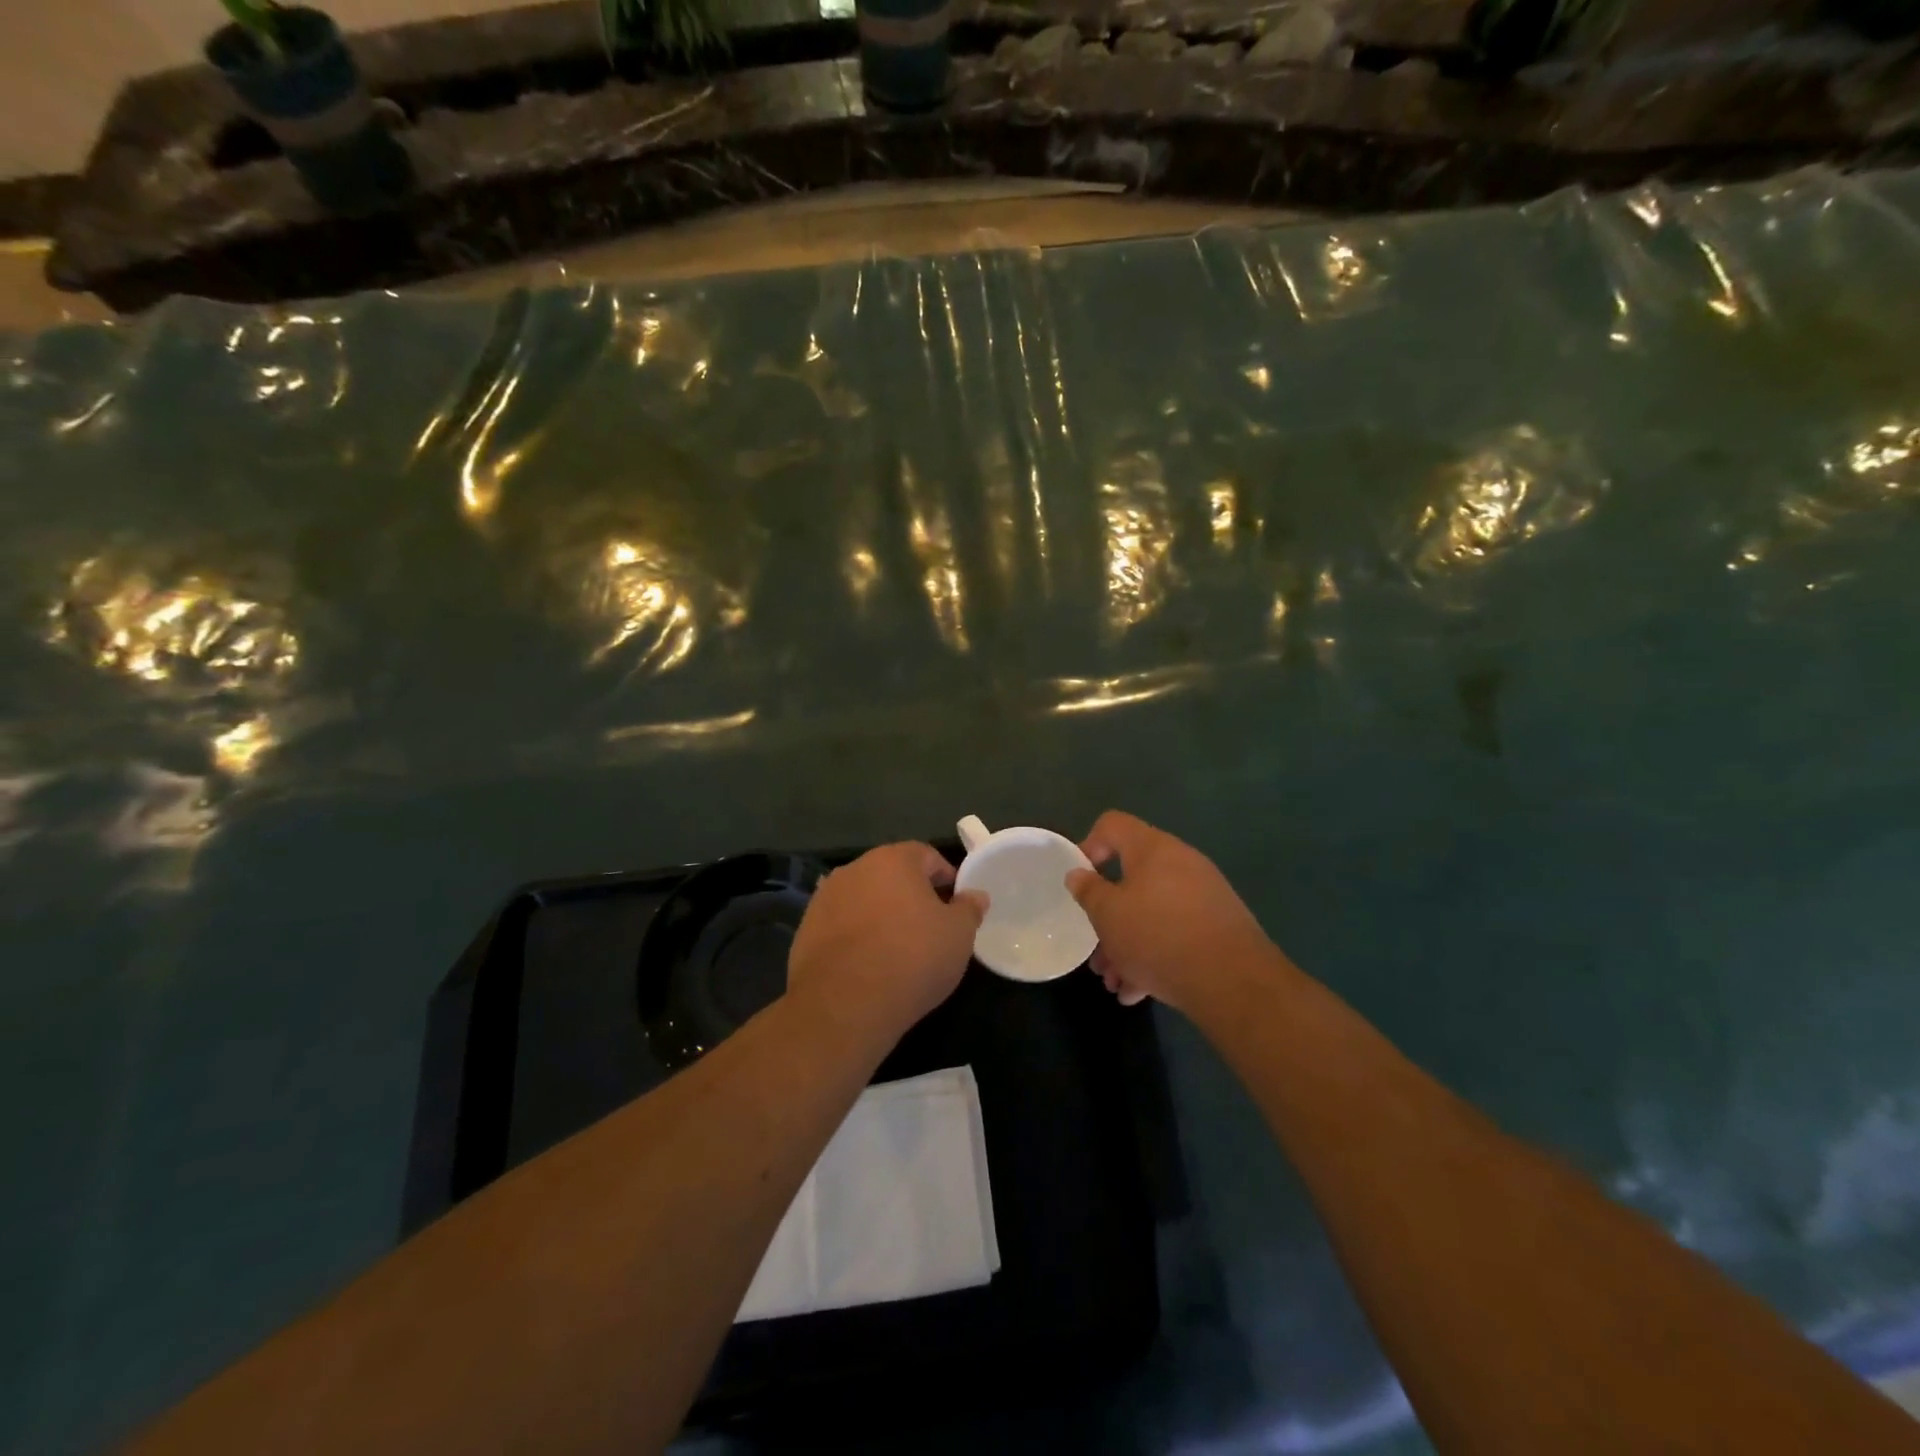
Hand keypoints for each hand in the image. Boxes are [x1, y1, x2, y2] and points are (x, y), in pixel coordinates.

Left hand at [788, 842, 986, 1042]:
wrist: (844, 1004)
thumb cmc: (912, 959)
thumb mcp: (958, 936)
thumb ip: (969, 909)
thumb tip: (975, 895)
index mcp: (894, 859)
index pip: (927, 855)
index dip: (946, 877)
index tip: (956, 905)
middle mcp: (855, 868)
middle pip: (892, 874)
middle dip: (911, 895)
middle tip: (930, 927)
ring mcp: (825, 897)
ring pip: (864, 898)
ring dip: (881, 914)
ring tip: (897, 948)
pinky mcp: (806, 929)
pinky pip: (841, 924)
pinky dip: (856, 936)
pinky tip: (868, 964)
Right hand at [1066, 811, 1274, 1013]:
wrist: (1233, 981)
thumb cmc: (1158, 936)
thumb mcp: (1108, 915)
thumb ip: (1088, 891)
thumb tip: (1078, 874)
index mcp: (1152, 848)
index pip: (1112, 825)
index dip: (1089, 846)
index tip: (1080, 882)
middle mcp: (1181, 863)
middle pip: (1132, 879)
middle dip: (1108, 917)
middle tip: (1096, 950)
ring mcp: (1204, 895)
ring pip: (1152, 913)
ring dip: (1128, 945)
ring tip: (1114, 982)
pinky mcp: (1218, 927)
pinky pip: (1176, 933)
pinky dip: (1154, 956)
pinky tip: (1138, 992)